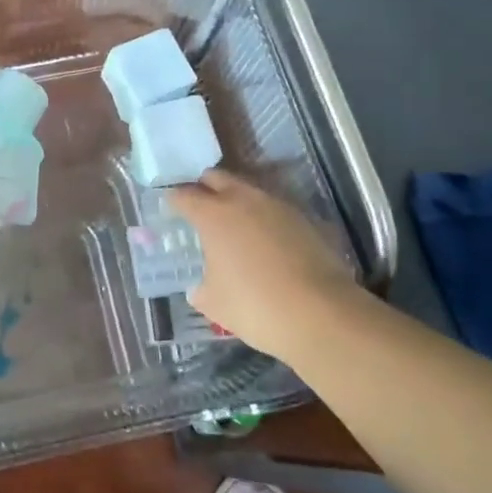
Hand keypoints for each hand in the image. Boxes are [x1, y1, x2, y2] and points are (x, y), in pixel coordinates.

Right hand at [165, 170, 365, 356]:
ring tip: (233, 224)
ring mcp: (278, 207)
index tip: (170, 207)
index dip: (174, 200)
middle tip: (199, 206)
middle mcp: (243, 200)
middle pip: (217, 178)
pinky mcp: (305, 220)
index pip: (184, 195)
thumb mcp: (214, 303)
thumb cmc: (255, 306)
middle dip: (204, 187)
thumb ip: (201, 289)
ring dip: (236, 200)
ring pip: (249, 190)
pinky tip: (264, 241)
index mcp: (213, 215)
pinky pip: (274, 209)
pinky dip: (263, 218)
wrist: (321, 314)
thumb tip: (199, 287)